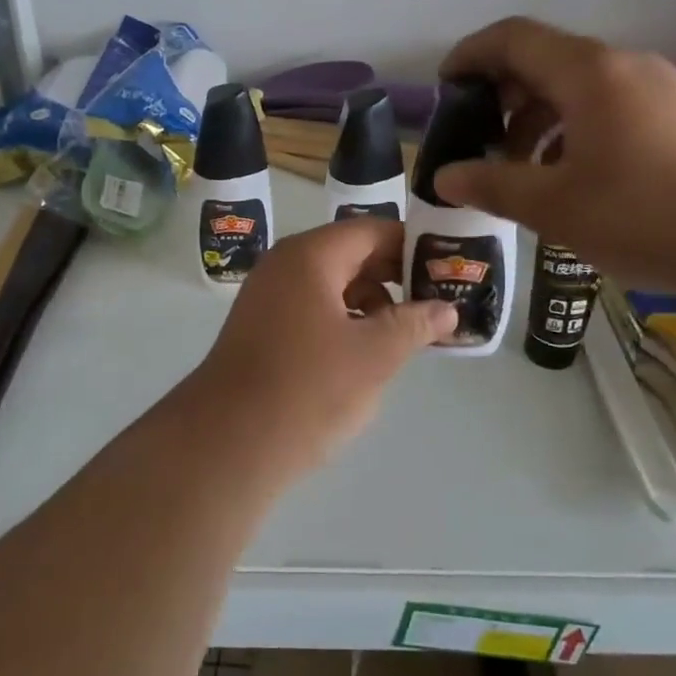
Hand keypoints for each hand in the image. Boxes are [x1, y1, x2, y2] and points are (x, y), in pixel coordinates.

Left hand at [189, 217, 457, 480]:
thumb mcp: (374, 356)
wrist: (226, 444)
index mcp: (311, 255)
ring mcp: (269, 295)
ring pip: (333, 283)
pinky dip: (345, 319)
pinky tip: (367, 351)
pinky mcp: (262, 326)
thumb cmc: (307, 389)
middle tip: (439, 300)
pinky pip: (314, 307)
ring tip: (409, 333)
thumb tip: (448, 309)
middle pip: (352, 254)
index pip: (373, 231)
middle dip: (396, 276)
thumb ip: (414, 324)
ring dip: (372, 301)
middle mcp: (286, 264)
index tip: (449, 267)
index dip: (414, 246)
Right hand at [434, 17, 675, 300]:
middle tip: (480, 141)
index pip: (511, 38)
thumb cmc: (654, 213)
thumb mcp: (558, 206)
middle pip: (544, 60)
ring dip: (539, 119)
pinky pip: (611, 107)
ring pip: (579, 88)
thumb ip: (494, 185)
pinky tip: (577, 179)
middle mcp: (623, 66)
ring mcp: (660, 89)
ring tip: (524, 170)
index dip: (469, 55)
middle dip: (502, 96)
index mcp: (586, 72)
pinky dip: (576, 131)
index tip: (445, 90)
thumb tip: (446, 176)